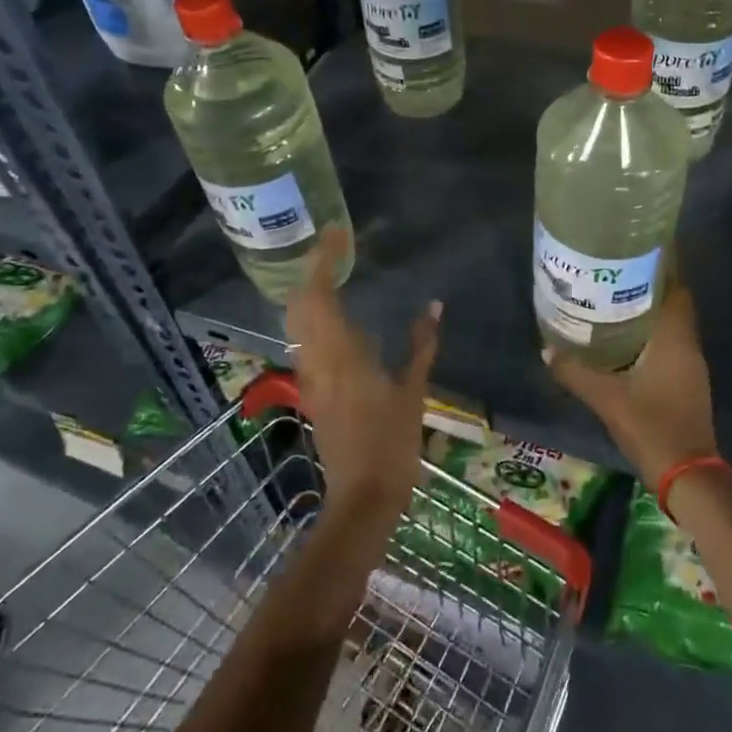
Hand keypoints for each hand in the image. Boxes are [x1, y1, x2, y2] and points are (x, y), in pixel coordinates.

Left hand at [285, 228, 441, 535]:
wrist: (362, 498)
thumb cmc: (392, 444)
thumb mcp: (413, 391)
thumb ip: (422, 345)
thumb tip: (434, 306)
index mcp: (341, 353)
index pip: (318, 294)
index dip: (322, 259)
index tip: (335, 233)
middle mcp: (316, 359)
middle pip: (299, 303)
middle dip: (312, 270)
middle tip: (335, 248)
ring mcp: (310, 376)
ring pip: (297, 322)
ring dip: (309, 292)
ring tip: (334, 272)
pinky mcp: (312, 390)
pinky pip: (305, 341)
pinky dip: (314, 317)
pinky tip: (337, 316)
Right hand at [548, 268, 717, 485]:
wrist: (687, 475)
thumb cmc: (651, 426)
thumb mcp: (606, 398)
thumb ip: (575, 372)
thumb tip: (546, 349)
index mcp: (675, 339)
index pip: (676, 289)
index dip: (662, 268)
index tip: (637, 252)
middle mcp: (687, 346)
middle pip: (673, 304)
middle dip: (649, 287)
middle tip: (614, 273)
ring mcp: (690, 366)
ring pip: (672, 326)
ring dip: (650, 311)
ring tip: (614, 298)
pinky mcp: (687, 383)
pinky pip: (670, 345)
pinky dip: (652, 335)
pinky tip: (625, 339)